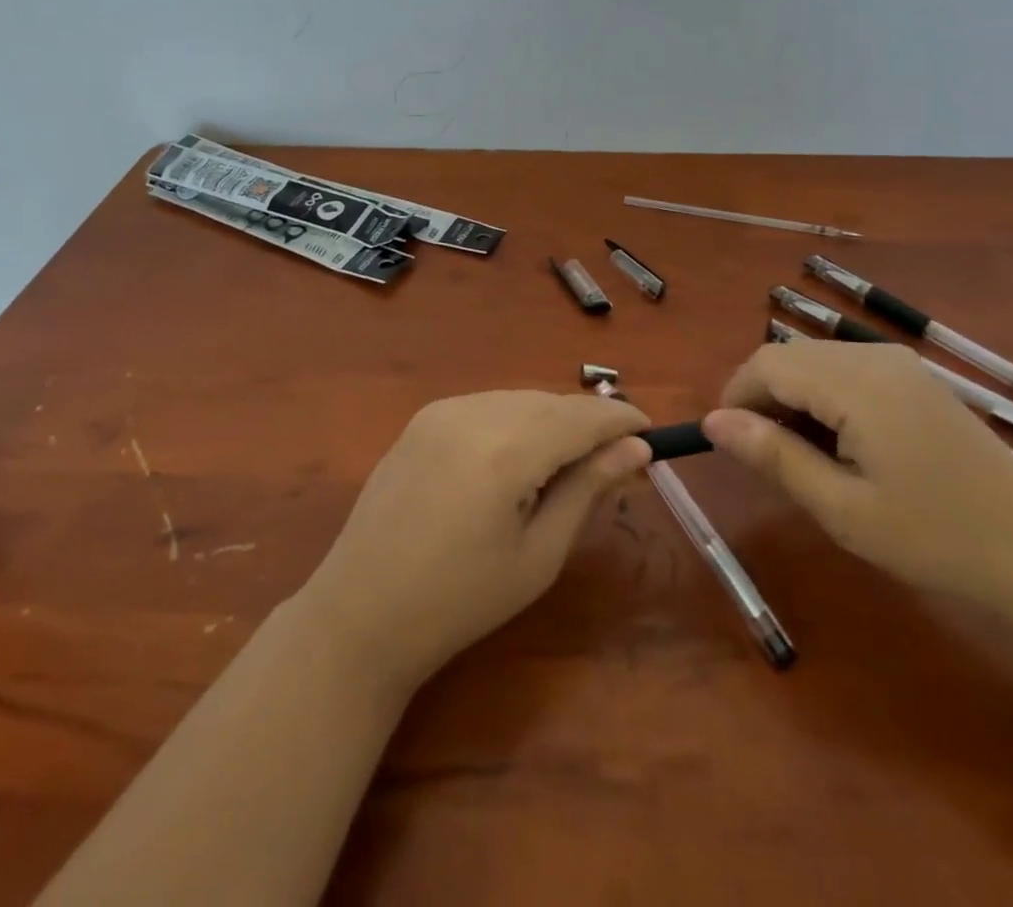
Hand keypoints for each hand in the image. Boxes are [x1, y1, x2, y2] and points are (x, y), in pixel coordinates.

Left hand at [296, 392, 651, 692]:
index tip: (652, 434)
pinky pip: (489, 406)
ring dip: (553, 421)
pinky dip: (517, 422)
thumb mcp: (539, 554)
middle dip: (588, 424)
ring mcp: (442, 410)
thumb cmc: (460, 601)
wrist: (360, 613)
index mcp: (505, 450)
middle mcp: (473, 412)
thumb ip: (588, 489)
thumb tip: (636, 448)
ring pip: (520, 400)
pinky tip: (518, 460)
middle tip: (616, 461)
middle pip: (551, 403)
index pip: (581, 416)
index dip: (621, 420)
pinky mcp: (423, 417)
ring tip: (568, 465)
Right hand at [702, 342, 1012, 607]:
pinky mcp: (915, 380)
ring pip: (817, 362)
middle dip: (762, 397)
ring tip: (802, 457)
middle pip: (790, 356)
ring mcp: (900, 365)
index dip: (736, 396)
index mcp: (856, 383)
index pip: (768, 363)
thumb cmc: (935, 538)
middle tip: (764, 458)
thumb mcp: (842, 508)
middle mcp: (875, 357)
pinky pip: (848, 371)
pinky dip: (825, 398)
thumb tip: (711, 422)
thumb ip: (773, 456)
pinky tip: (841, 445)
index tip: (728, 445)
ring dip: (793, 398)